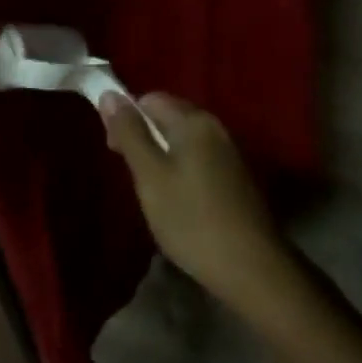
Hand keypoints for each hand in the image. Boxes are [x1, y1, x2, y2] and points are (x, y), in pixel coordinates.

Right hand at [102, 94, 295, 317]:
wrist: (252, 268)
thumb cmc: (192, 219)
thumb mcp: (150, 176)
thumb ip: (130, 133)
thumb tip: (109, 94)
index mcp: (194, 120)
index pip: (150, 99)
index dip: (126, 117)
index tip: (115, 151)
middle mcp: (214, 126)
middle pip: (169, 116)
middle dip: (145, 136)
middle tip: (133, 176)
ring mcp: (229, 151)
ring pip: (184, 139)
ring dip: (163, 156)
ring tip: (152, 192)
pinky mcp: (235, 176)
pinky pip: (199, 158)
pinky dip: (182, 169)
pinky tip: (179, 201)